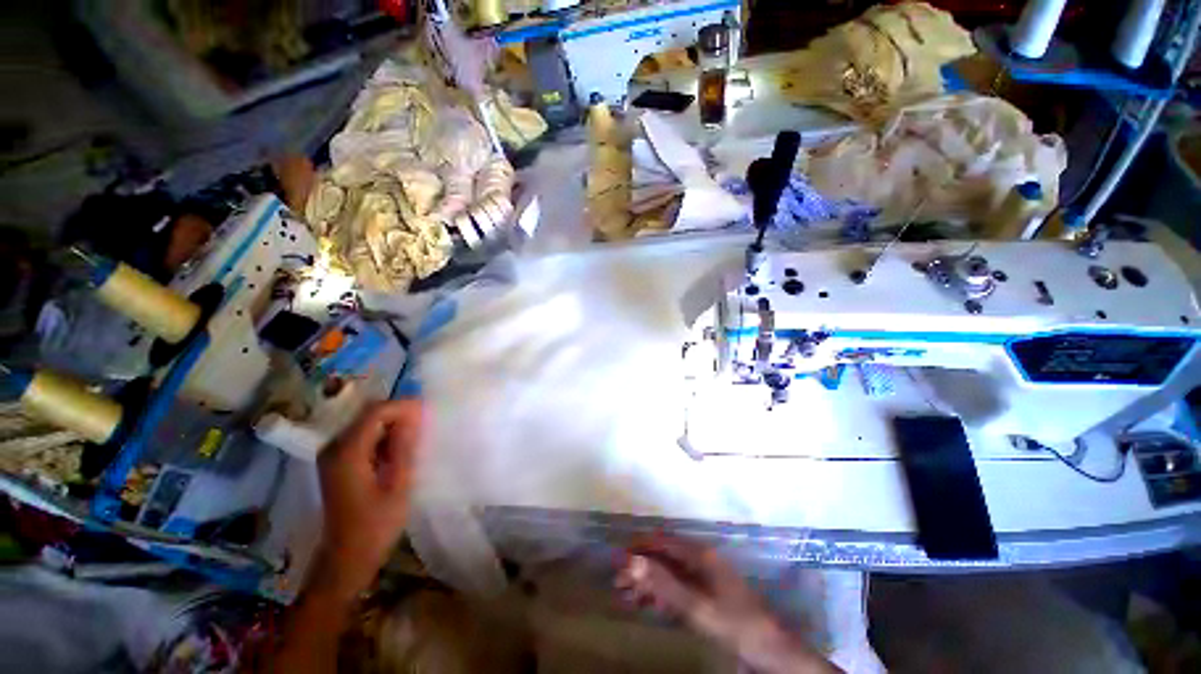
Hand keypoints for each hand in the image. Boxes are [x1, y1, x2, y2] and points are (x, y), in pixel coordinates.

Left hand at [313, 400, 423, 599]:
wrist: (346, 558)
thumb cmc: (376, 525)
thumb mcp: (398, 485)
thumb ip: (405, 447)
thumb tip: (414, 415)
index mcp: (347, 453)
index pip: (376, 412)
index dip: (403, 406)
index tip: (428, 411)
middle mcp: (334, 447)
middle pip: (369, 414)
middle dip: (399, 413)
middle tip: (425, 425)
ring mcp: (332, 455)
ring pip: (367, 423)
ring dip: (393, 424)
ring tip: (416, 437)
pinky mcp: (337, 462)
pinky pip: (363, 436)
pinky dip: (384, 436)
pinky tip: (399, 449)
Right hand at [615, 537, 839, 673]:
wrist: (772, 651)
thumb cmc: (735, 624)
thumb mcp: (696, 606)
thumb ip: (663, 583)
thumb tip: (631, 560)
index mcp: (698, 554)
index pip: (661, 541)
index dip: (638, 547)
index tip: (617, 558)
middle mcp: (699, 560)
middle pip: (663, 557)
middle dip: (640, 567)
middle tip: (617, 583)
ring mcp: (703, 578)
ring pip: (668, 573)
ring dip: (647, 581)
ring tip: (626, 595)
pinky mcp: (706, 596)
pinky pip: (677, 589)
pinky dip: (660, 595)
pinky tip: (647, 605)